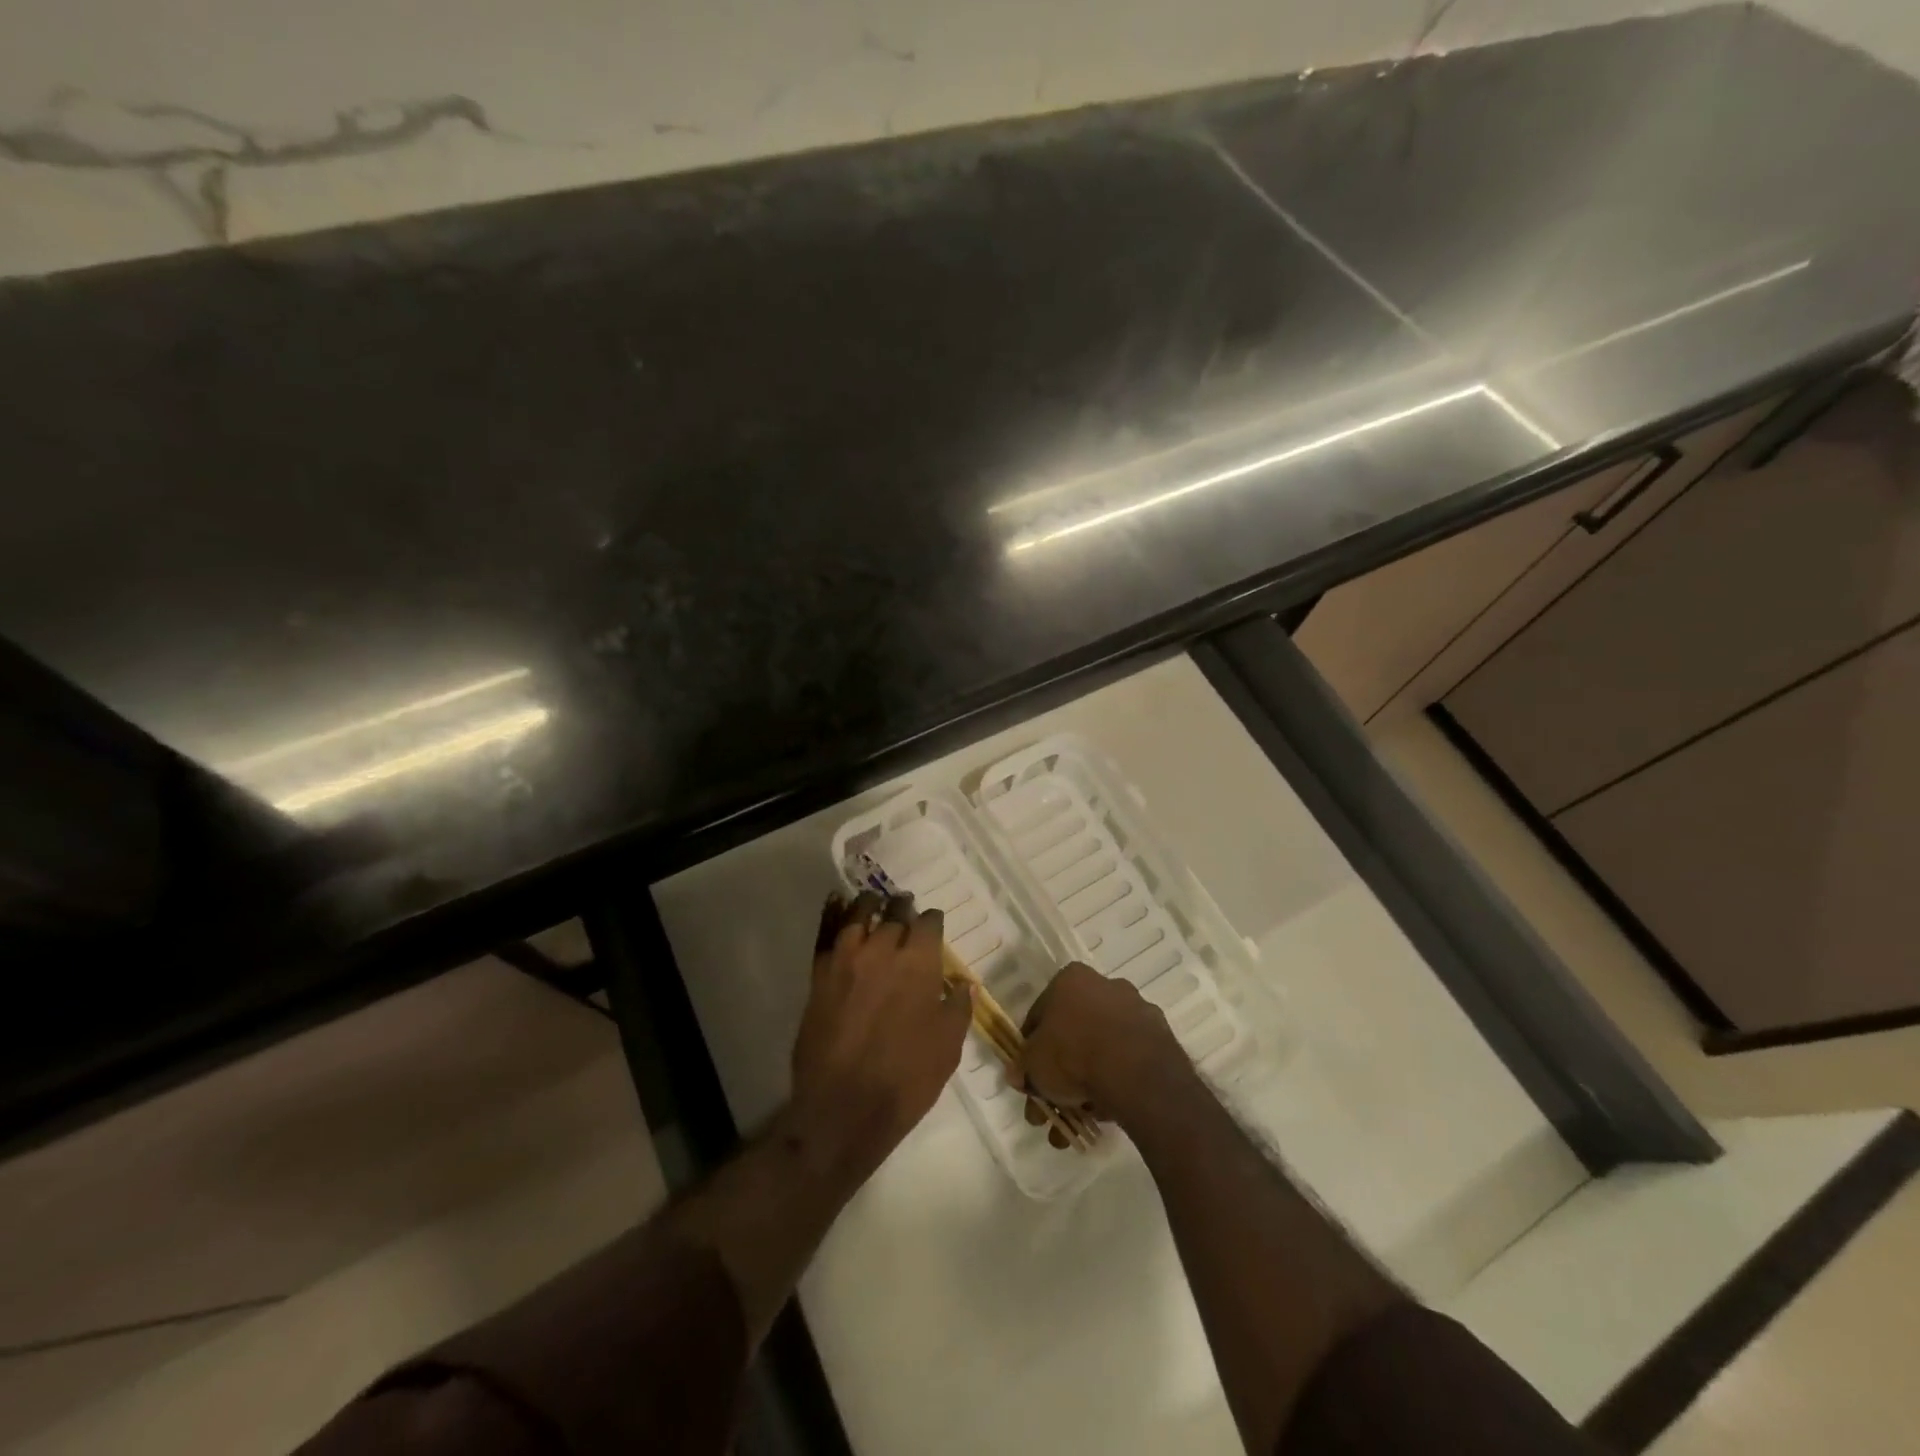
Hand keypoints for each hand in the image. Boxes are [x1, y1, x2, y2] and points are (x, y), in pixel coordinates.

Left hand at [789, 891, 970, 1175]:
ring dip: (870, 905)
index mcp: (919, 963)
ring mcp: (846, 959)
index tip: (933, 924)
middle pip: (894, 914)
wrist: (843, 1108)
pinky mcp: (819, 975)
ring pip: (858, 915)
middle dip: (903, 909)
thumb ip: (957, 1008)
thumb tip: (963, 984)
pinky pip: (826, 933)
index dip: (933, 921)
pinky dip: (832, 913)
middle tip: (905, 907)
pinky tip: (836, 902)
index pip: (929, 924)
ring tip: (874, 902)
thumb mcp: (948, 1047)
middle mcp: (883, 950)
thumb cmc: (906, 1079)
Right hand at [1014, 962, 1185, 1134]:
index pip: (1041, 1014)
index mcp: (1071, 979)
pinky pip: (1128, 1062)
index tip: (1030, 1076)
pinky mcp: (1161, 1039)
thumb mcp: (1033, 1064)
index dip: (1031, 1049)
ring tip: (1078, 1123)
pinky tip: (1106, 1115)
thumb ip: (1023, 1068)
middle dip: (1060, 1074)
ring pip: (1102, 1050)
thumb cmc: (1073, 1054)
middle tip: (1052, 1108)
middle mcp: (1106, 986)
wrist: (1135, 1072)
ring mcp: (1137, 1011)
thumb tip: (1018, 1075)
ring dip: (1088, 1084)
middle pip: (1074, 1033)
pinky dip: (1116, 1084)